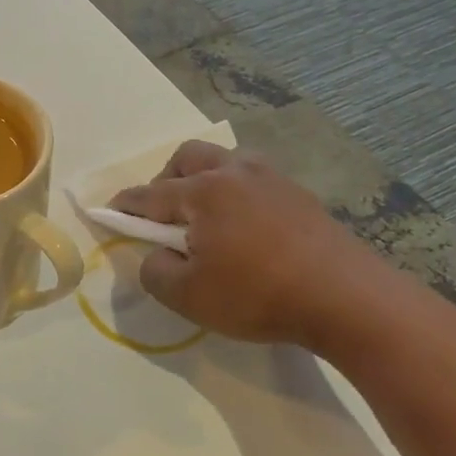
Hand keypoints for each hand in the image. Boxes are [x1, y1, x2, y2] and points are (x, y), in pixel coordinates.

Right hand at [109, 141, 389, 347]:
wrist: (347, 298)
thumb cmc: (258, 295)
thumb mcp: (189, 297)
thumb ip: (155, 272)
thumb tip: (154, 255)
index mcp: (202, 192)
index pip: (149, 194)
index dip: (125, 205)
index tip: (108, 211)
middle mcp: (235, 174)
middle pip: (188, 157)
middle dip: (165, 179)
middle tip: (163, 214)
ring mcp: (272, 180)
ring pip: (226, 162)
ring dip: (205, 180)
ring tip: (206, 217)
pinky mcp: (300, 196)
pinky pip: (255, 180)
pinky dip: (237, 194)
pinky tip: (245, 226)